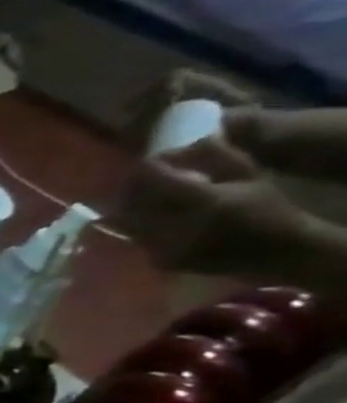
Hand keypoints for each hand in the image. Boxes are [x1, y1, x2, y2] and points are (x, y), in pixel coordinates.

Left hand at [113, 138, 312, 280]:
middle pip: (133, 199)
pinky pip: (134, 237)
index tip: (155, 159)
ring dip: (129, 204)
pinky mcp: (160, 261)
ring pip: (126, 220)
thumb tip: (185, 141)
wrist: (276, 251)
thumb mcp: (248, 173)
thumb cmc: (264, 206)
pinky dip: (136, 223)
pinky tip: (148, 215)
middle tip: (141, 176)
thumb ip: (215, 155)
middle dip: (133, 184)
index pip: (154, 177)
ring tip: (141, 194)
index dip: (150, 165)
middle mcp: (179, 226)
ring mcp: (165, 247)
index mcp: (205, 201)